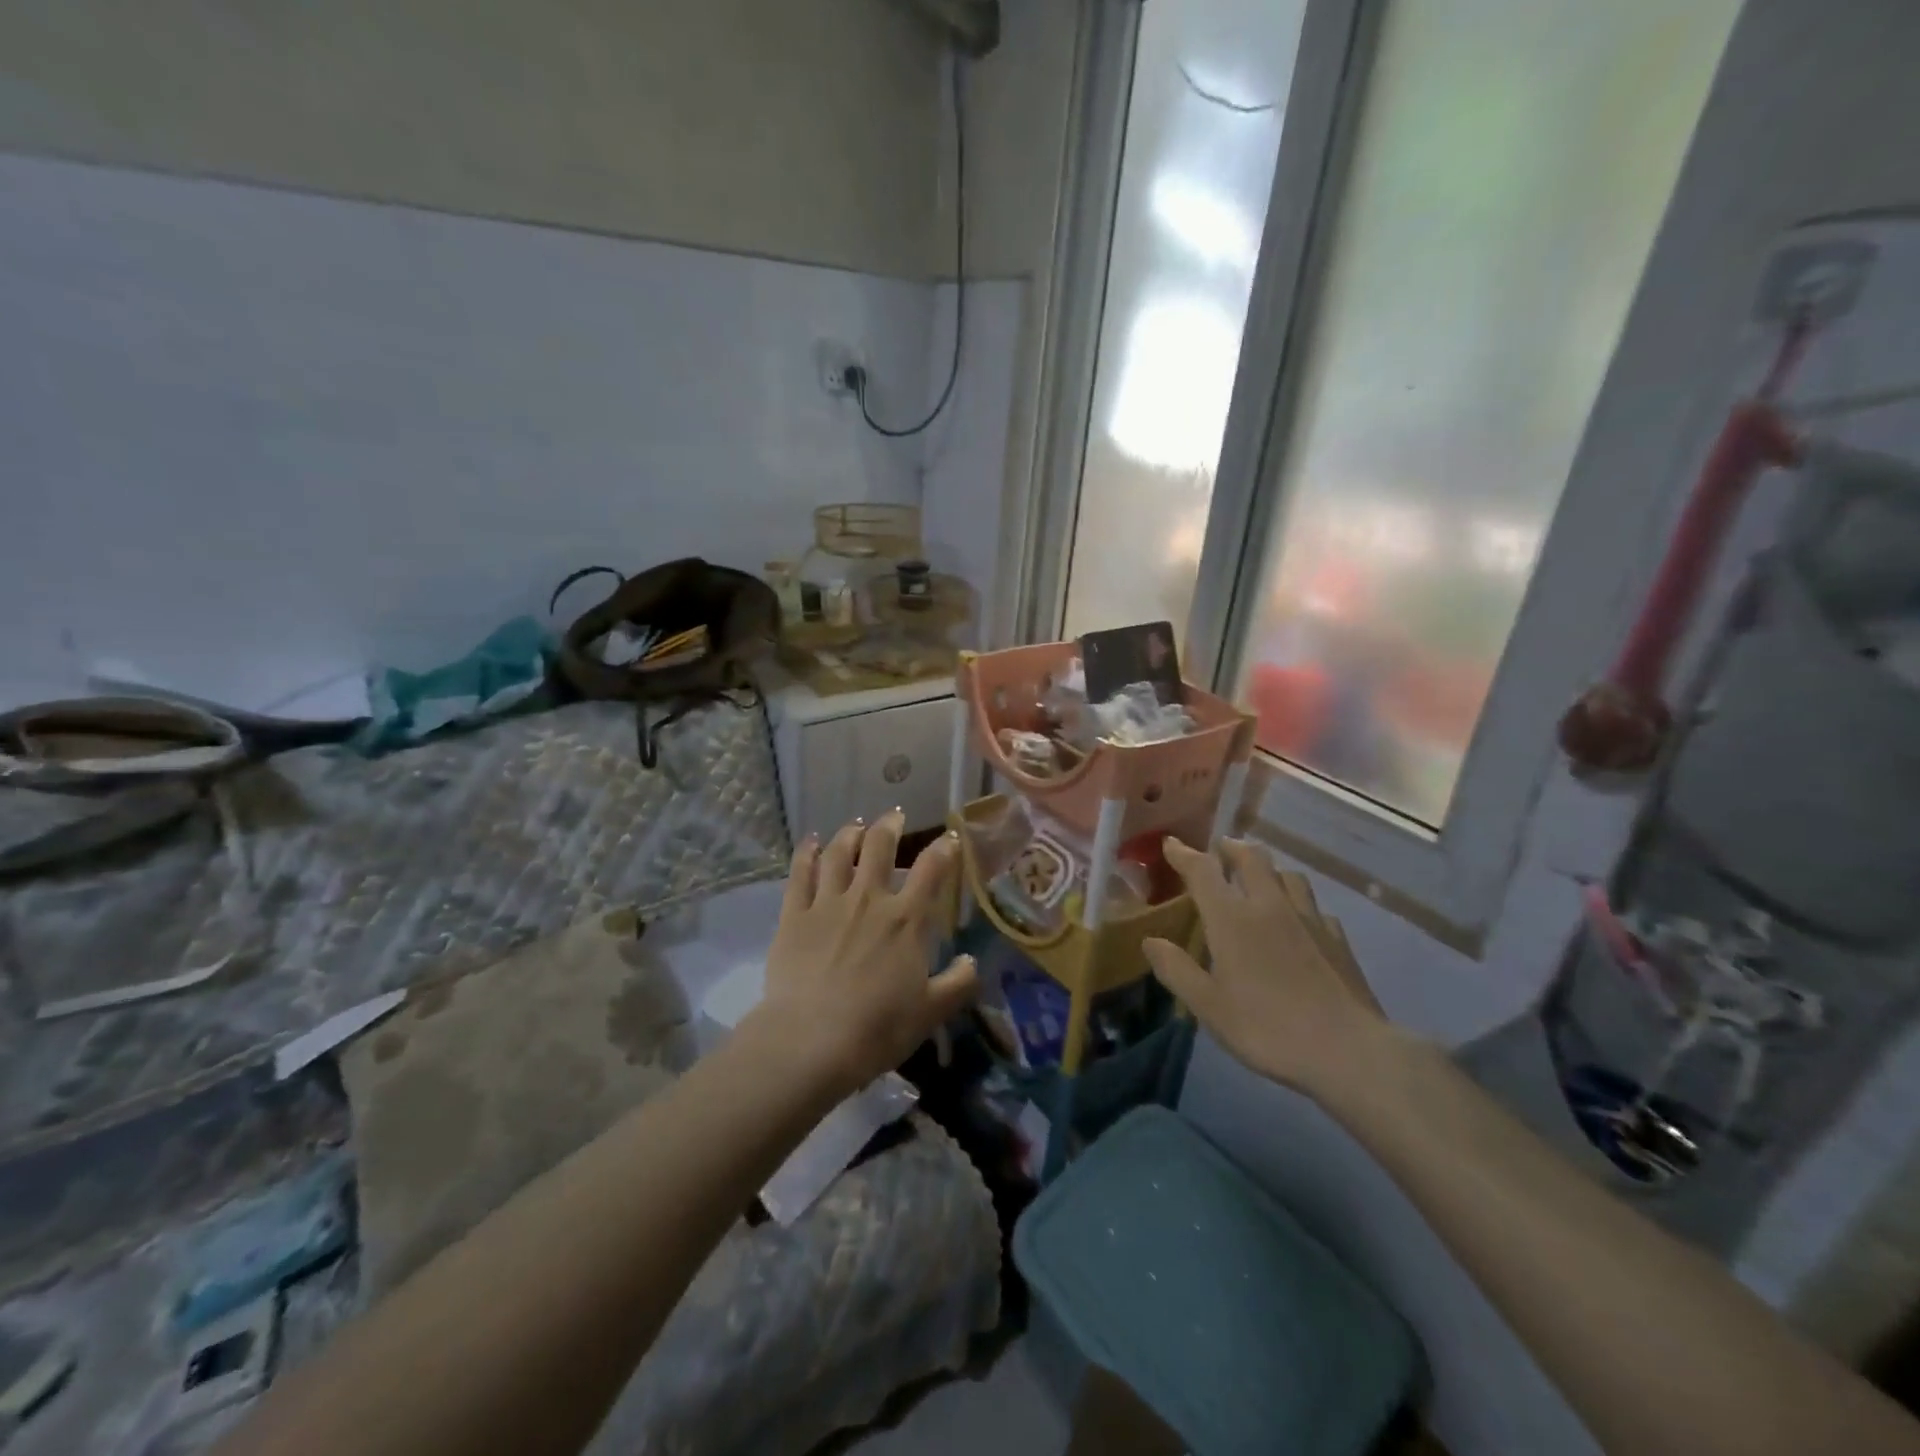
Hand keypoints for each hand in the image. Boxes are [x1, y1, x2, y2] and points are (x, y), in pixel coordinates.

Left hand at [751, 811, 976, 1099]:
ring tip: (855, 826)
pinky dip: (806, 853)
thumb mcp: (930, 1012)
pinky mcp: (794, 915)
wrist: (812, 1041)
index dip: (944, 849)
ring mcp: (828, 903)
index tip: (949, 838)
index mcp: (906, 920)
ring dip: (849, 834)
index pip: (931, 871)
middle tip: (894, 816)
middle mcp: (868, 900)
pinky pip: (799, 874)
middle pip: (879, 847)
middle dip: (890, 826)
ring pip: (838, 853)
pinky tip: (810, 842)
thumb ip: (957, 984)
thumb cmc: (878, 1028)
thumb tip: (972, 962)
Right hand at [1143, 838, 1388, 1100]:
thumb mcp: (1208, 1006)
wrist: (1347, 1050)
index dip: (1184, 854)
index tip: (1171, 843)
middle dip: (1231, 848)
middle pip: (1252, 858)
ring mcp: (1309, 919)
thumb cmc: (1267, 1027)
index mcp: (1232, 918)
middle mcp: (1269, 906)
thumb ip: (1176, 969)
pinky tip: (1298, 920)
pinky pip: (1313, 906)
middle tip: (1220, 850)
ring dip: (1268, 869)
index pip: (1203, 870)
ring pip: (1287, 875)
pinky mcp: (1337, 939)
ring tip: (1259, 877)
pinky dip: (1298, 903)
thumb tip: (1150, 941)